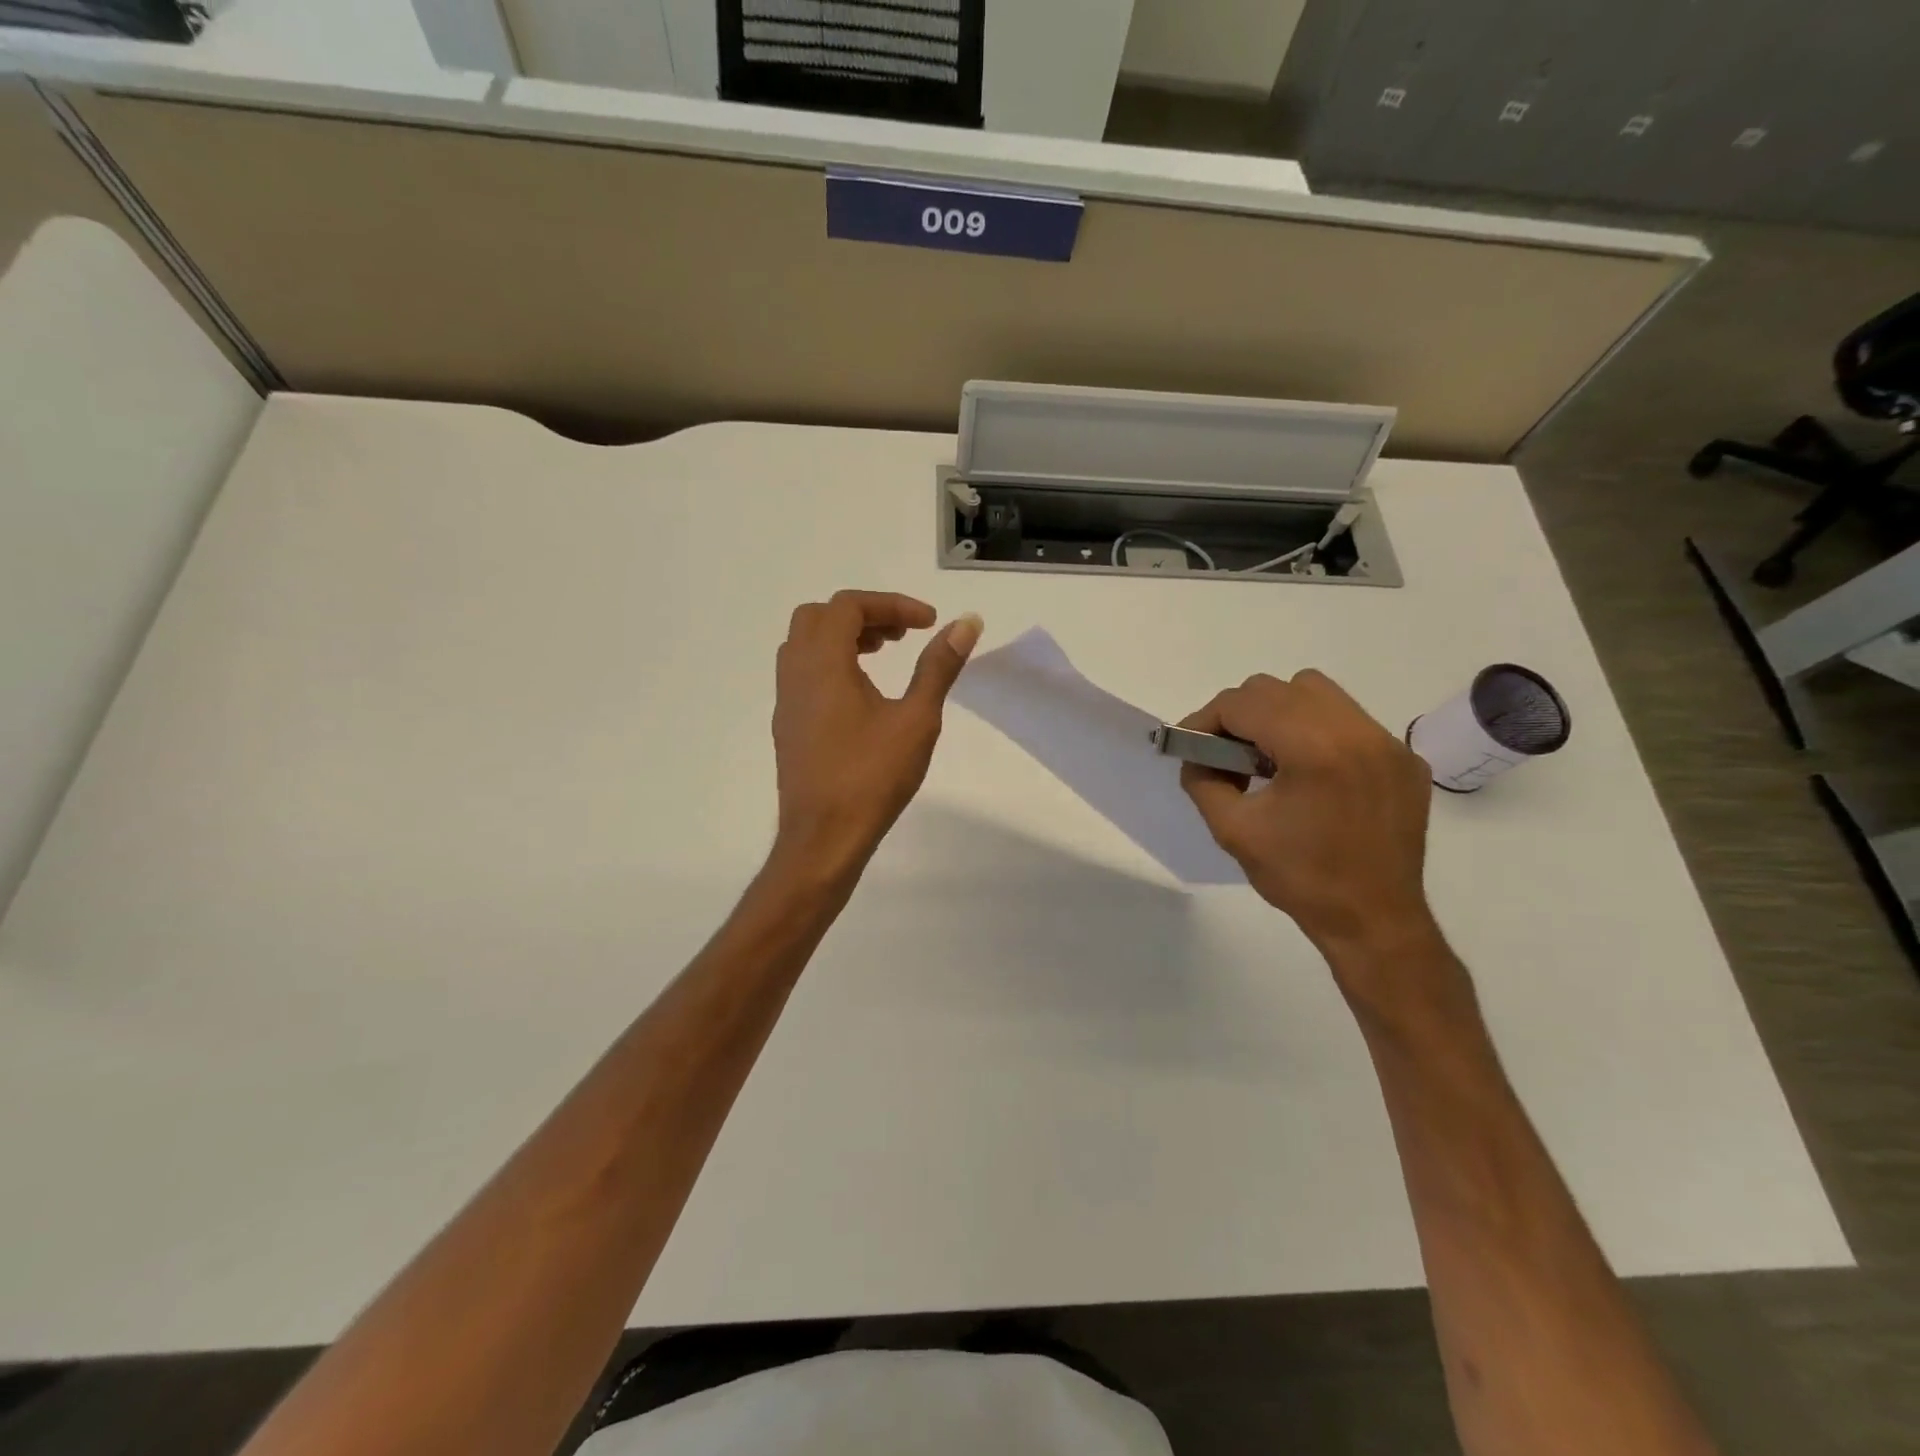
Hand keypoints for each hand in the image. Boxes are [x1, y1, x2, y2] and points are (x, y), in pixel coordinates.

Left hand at [771, 590, 982, 875]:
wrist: (823, 837)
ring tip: (884, 654)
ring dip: (843, 637)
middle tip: (902, 635)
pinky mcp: (788, 725)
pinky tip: (862, 693)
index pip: (849, 606)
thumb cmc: (872, 777)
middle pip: (820, 617)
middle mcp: (795, 673)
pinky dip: (831, 662)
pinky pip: (803, 672)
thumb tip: (966, 623)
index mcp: (823, 663)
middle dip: (864, 615)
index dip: (892, 604)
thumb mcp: (916, 719)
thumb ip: (939, 667)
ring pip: (806, 644)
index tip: (929, 624)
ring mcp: (786, 700)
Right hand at [1180, 671, 1436, 962]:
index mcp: (1314, 749)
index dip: (1206, 719)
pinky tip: (1310, 774)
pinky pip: (1348, 720)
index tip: (1192, 745)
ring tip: (1269, 758)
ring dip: (1280, 714)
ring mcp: (1387, 742)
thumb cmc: (1300, 878)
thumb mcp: (1232, 830)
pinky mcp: (1404, 758)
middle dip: (1241, 715)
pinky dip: (1317, 732)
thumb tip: (1196, 754)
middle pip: (1278, 689)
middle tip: (1227, 754)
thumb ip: (1203, 780)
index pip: (1243, 703)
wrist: (1374, 921)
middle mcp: (1356, 731)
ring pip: (1316, 693)